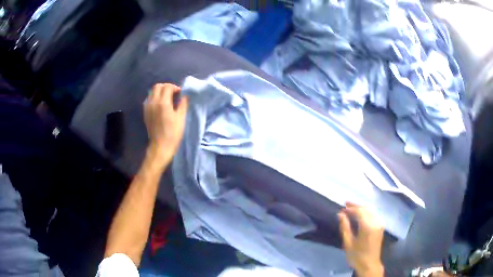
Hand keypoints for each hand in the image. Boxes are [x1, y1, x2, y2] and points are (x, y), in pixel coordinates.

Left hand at [144, 83, 188, 159]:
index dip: (175, 88)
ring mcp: (147, 107)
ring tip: (167, 98)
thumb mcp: (181, 118)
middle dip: (166, 87)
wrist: (160, 146)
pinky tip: (160, 104)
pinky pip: (149, 99)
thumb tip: (185, 96)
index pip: (167, 87)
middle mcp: (153, 102)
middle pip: (158, 86)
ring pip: (152, 92)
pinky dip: (155, 97)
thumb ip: (183, 104)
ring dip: (160, 91)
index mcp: (163, 102)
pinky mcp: (145, 112)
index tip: (180, 93)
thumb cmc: (173, 133)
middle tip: (173, 93)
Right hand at [338, 203, 384, 276]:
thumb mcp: (348, 243)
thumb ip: (345, 227)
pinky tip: (361, 214)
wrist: (370, 264)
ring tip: (352, 208)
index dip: (350, 209)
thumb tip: (341, 215)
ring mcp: (379, 224)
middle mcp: (375, 222)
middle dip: (356, 205)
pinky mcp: (381, 226)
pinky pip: (374, 214)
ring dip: (362, 207)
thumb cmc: (357, 255)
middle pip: (366, 208)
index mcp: (367, 226)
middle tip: (346, 204)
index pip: (359, 212)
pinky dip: (367, 211)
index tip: (342, 209)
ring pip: (371, 210)